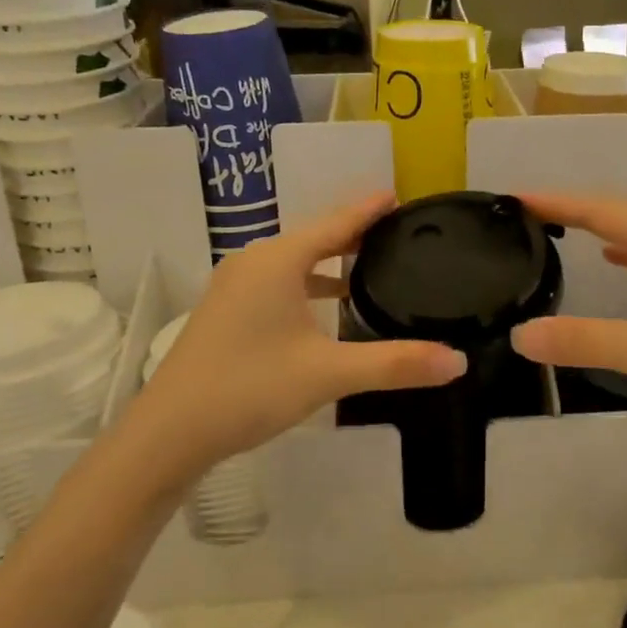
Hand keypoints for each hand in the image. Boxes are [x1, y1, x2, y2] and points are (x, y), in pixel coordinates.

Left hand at [120, 193, 466, 484]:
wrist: (168, 432)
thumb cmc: (249, 388)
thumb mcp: (328, 374)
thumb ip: (394, 363)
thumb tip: (458, 361)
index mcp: (277, 261)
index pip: (334, 223)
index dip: (368, 209)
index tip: (398, 195)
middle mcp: (254, 262)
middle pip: (313, 237)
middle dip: (353, 233)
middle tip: (395, 232)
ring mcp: (234, 287)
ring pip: (293, 261)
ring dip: (329, 261)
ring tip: (369, 266)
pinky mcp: (226, 311)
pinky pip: (277, 282)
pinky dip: (307, 283)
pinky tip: (325, 306)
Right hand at [510, 191, 626, 453]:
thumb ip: (587, 342)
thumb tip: (521, 333)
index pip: (602, 212)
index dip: (557, 203)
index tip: (514, 197)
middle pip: (619, 217)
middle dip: (573, 211)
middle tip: (527, 214)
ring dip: (598, 229)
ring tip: (560, 230)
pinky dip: (625, 254)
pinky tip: (615, 262)